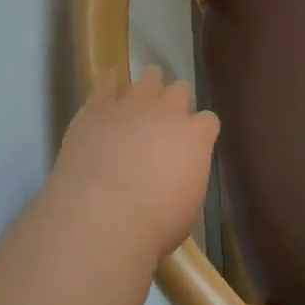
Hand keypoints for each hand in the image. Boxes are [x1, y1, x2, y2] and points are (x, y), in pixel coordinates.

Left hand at [50, 70, 219, 261]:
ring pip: (147, 80)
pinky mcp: (96, 110)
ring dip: (149, 85)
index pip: (208, 121)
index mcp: (196, 137)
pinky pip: (105, 85)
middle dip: (177, 101)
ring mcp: (131, 106)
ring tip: (145, 92)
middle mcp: (167, 112)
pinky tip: (109, 81)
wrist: (102, 216)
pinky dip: (109, 83)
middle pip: (179, 91)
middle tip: (168, 117)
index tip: (194, 142)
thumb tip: (177, 177)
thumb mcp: (187, 206)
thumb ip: (186, 179)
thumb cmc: (154, 223)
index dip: (201, 130)